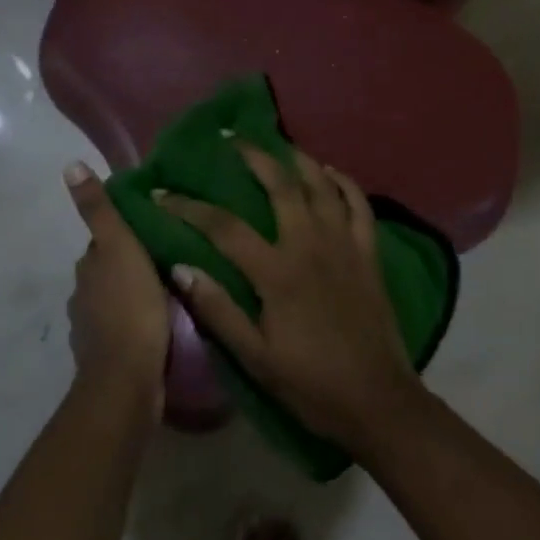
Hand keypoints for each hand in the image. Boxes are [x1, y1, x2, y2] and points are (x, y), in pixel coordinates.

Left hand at [64, 161, 169, 416]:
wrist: (128, 380)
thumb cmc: (129, 306)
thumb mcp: (120, 247)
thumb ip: (99, 210)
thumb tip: (69, 165)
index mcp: (88, 268)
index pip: (105, 241)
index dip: (127, 233)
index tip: (155, 227)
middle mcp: (84, 296)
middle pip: (111, 270)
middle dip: (133, 263)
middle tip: (172, 255)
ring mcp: (95, 330)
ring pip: (119, 300)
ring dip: (138, 294)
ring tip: (174, 287)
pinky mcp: (111, 357)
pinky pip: (128, 328)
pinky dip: (141, 322)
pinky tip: (165, 322)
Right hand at [157, 144, 425, 455]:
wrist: (377, 400)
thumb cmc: (311, 384)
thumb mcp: (255, 358)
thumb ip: (218, 311)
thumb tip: (181, 268)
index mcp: (277, 272)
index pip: (224, 227)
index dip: (189, 207)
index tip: (163, 192)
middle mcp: (310, 244)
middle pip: (279, 186)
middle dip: (252, 157)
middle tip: (230, 139)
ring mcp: (344, 243)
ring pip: (321, 185)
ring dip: (298, 159)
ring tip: (278, 145)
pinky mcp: (369, 251)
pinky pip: (359, 204)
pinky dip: (344, 182)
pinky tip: (330, 171)